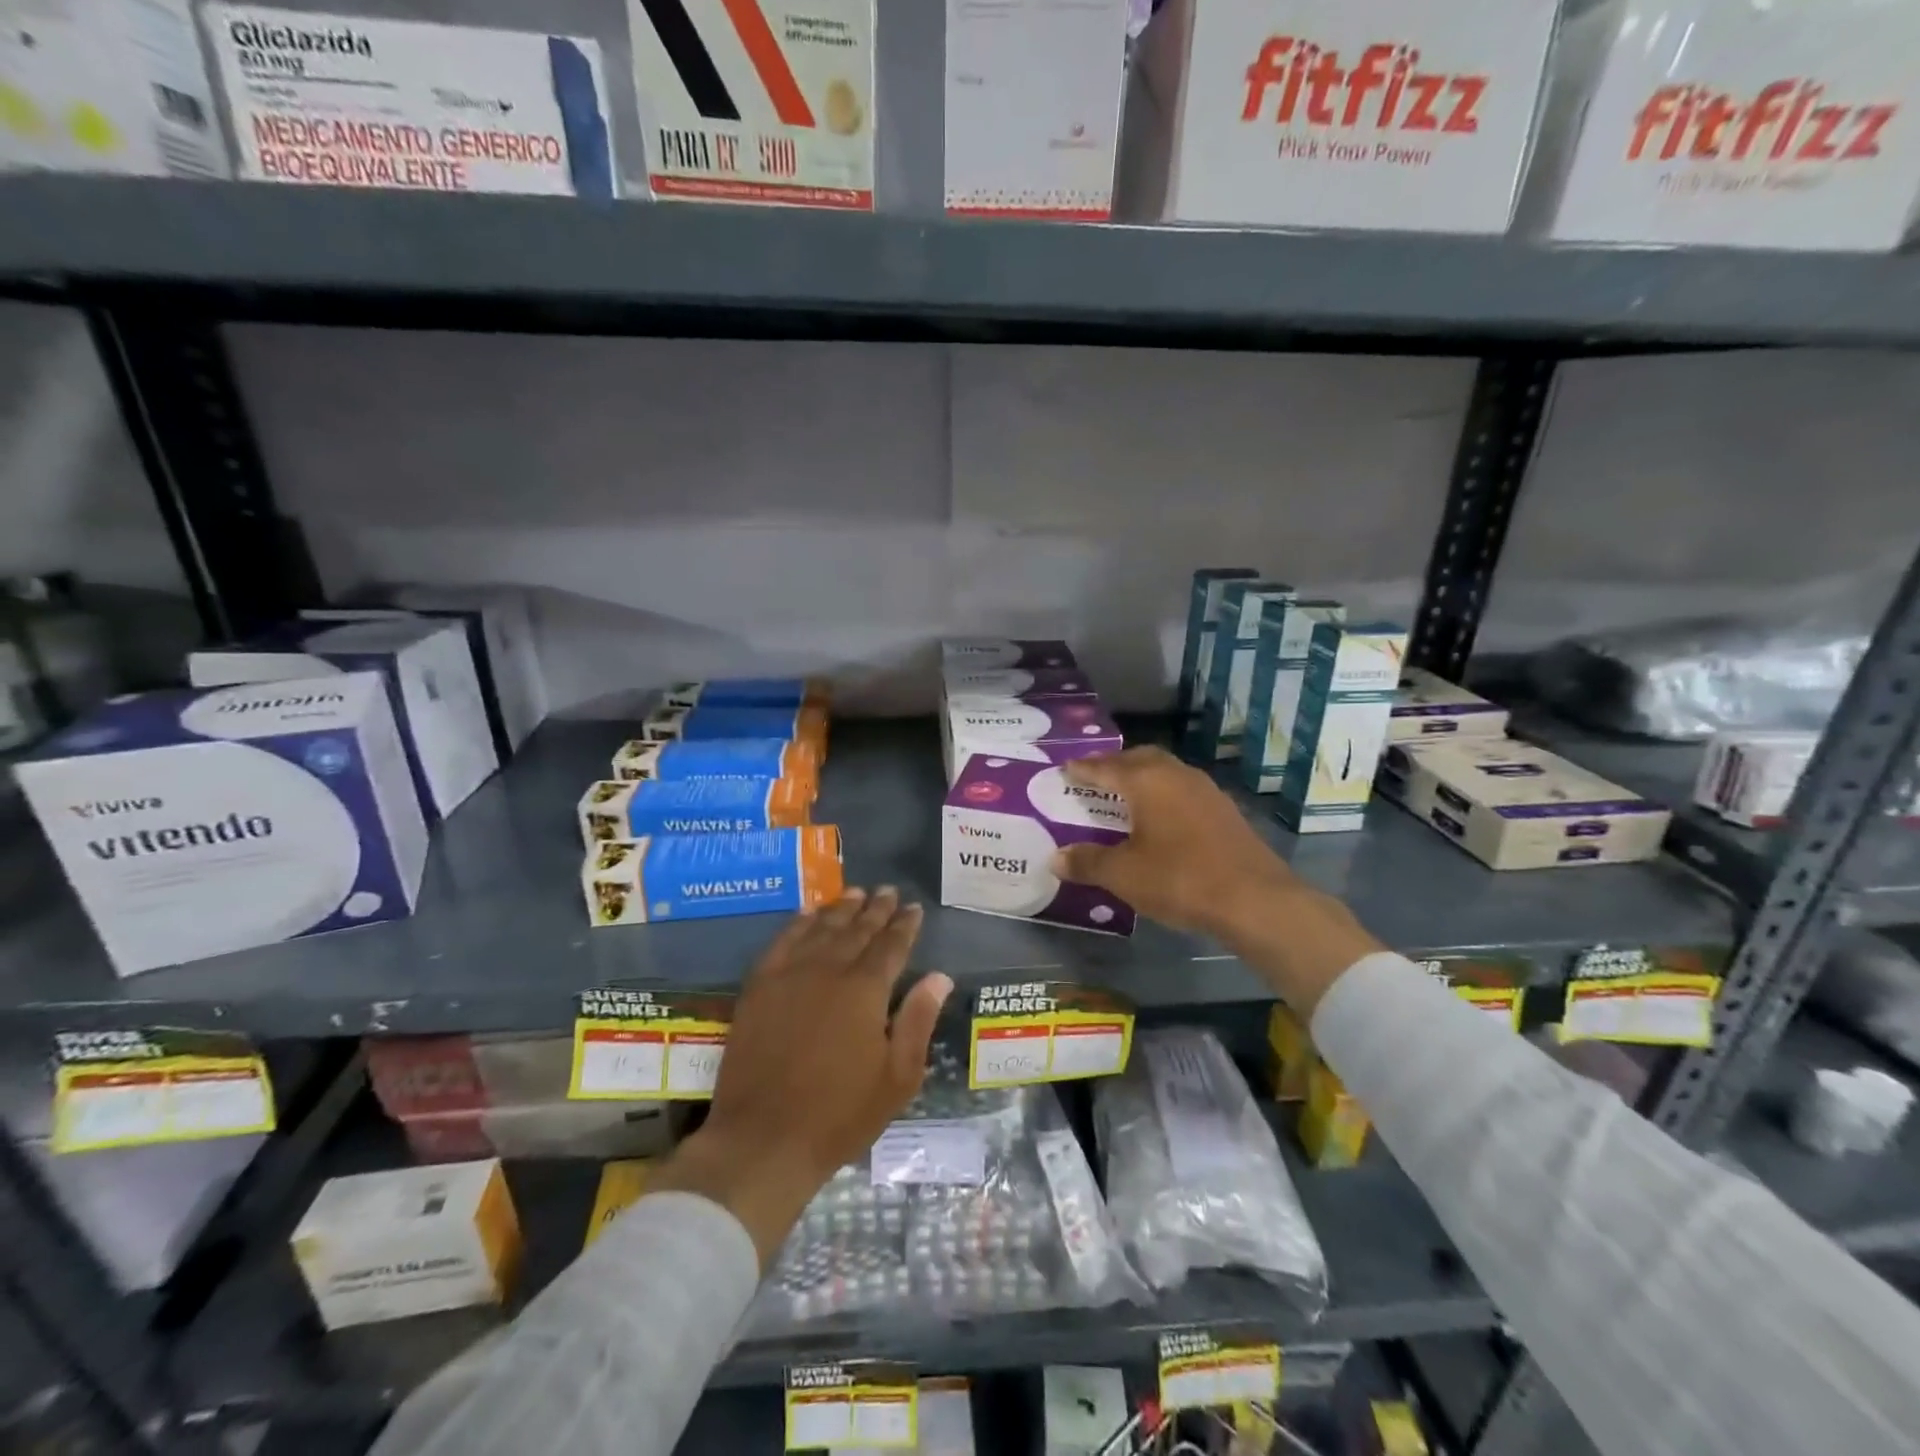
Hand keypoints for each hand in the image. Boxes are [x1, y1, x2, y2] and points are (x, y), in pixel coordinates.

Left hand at [649, 887, 952, 1266]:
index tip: (914, 908)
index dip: (905, 925)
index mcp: (866, 990)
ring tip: (854, 892)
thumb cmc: (840, 1114)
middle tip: (887, 891)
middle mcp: (829, 970)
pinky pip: (782, 941)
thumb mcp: (897, 1077)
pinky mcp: (759, 987)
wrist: (763, 1139)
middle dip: (876, 909)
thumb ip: (918, 1020)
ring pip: (821, 929)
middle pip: (857, 930)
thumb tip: (939, 977)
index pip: (891, 945)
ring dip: (841, 909)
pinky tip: (807, 913)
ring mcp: (790, 975)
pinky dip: (798, 923)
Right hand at [1049, 747, 1297, 936]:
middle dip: (1114, 765)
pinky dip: (1163, 794)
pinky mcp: (1224, 810)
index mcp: (1147, 781)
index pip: (1105, 767)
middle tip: (1093, 777)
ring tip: (1124, 795)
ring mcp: (1205, 790)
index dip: (1083, 768)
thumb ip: (1088, 862)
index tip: (1065, 768)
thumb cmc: (1180, 878)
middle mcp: (1176, 775)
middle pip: (1139, 759)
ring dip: (1142, 777)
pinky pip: (1182, 790)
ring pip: (1165, 771)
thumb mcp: (1124, 875)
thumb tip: (1057, 858)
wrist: (1255, 899)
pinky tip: (1159, 817)